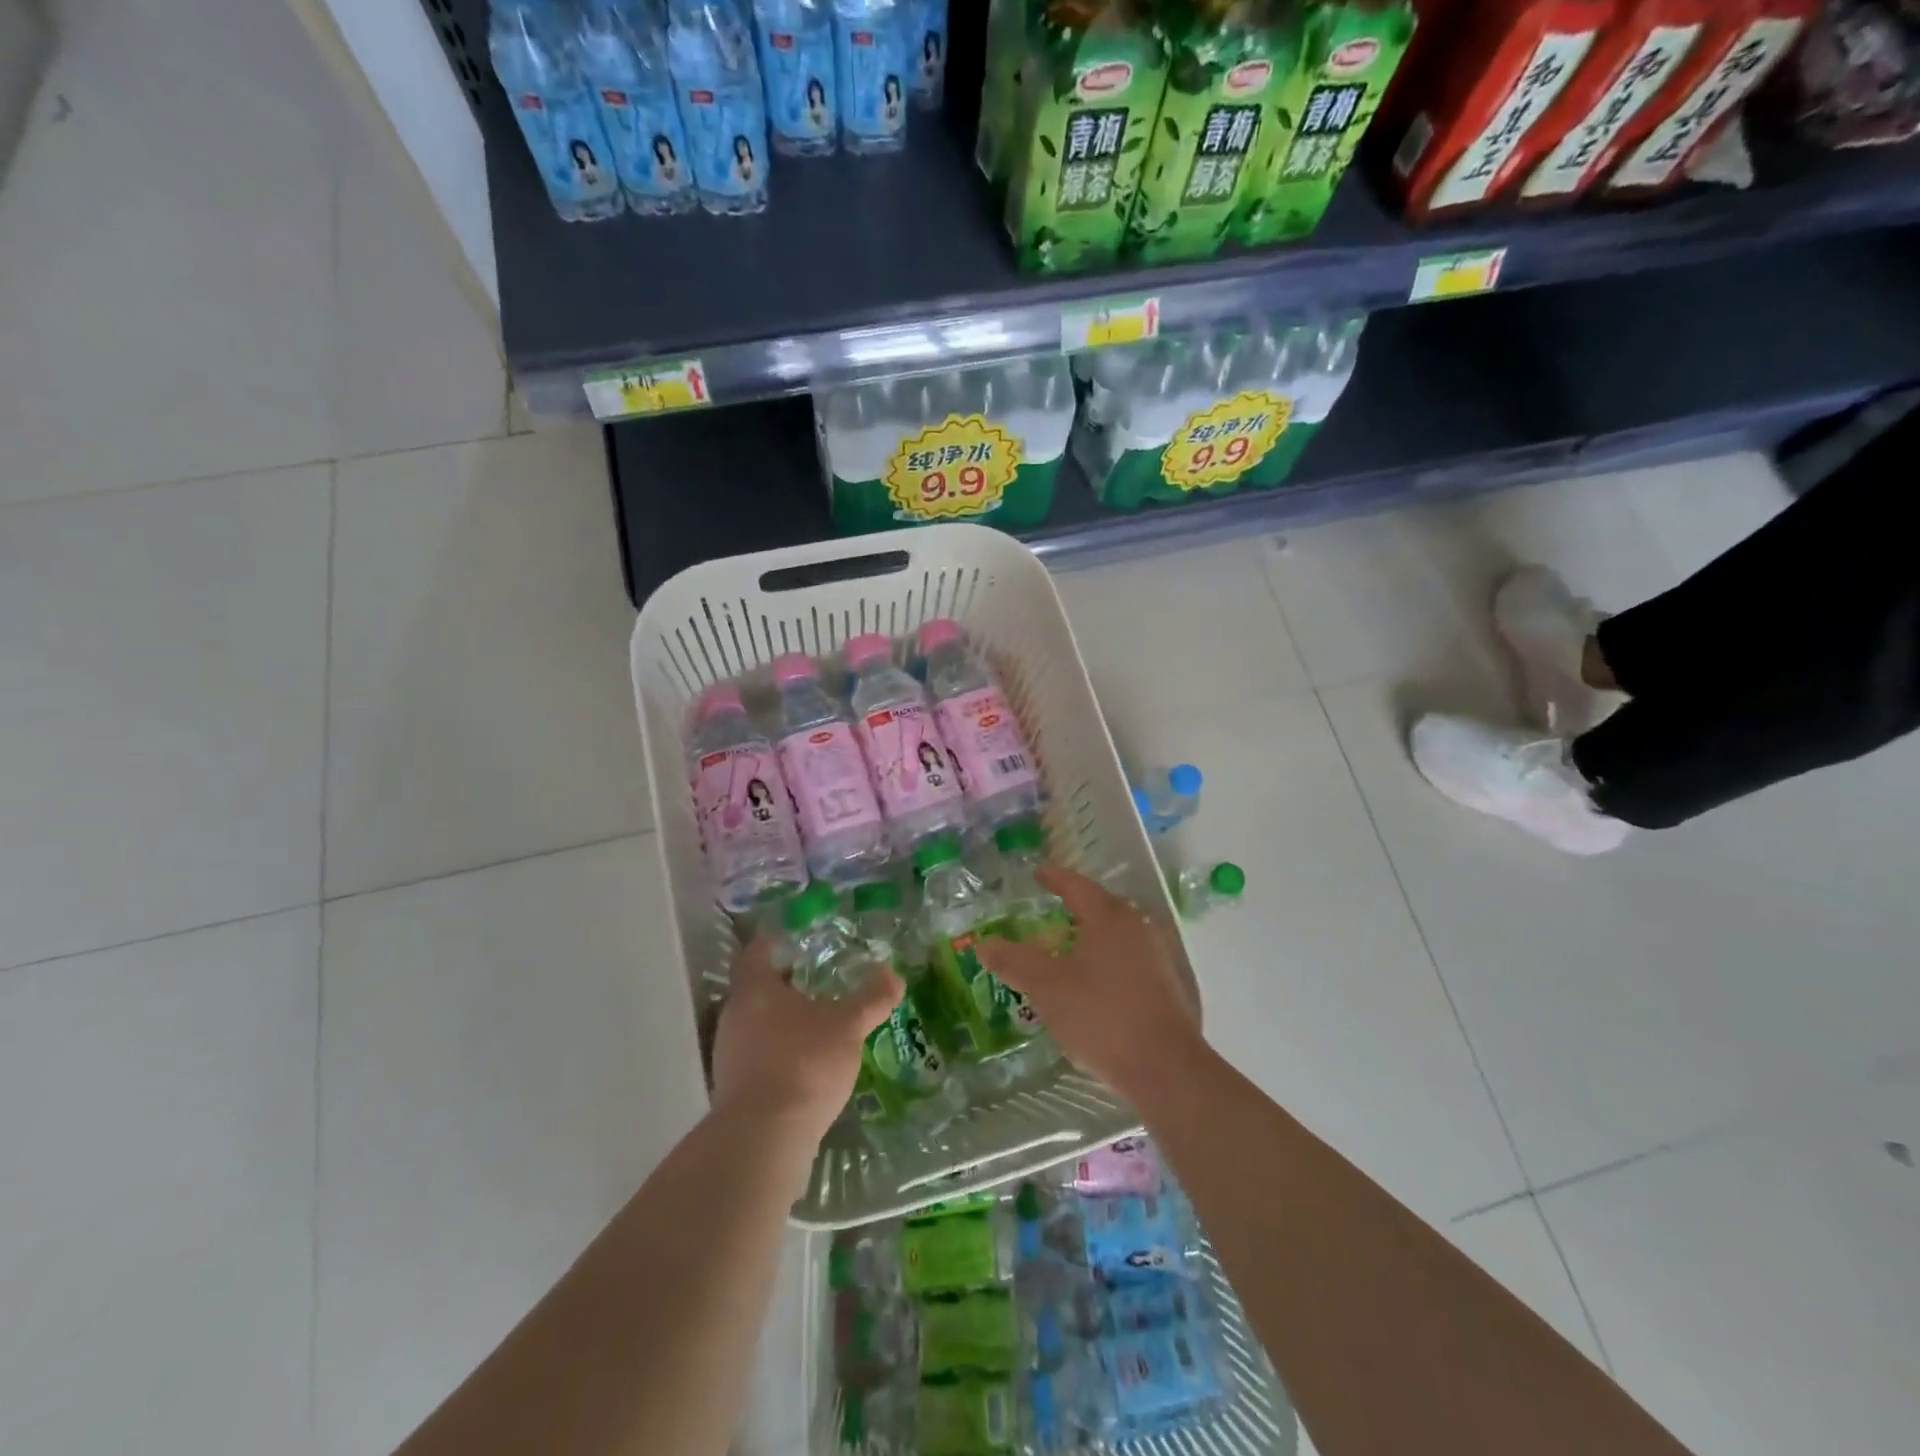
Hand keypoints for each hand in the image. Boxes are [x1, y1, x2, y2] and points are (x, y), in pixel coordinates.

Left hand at [710, 935, 901, 1141]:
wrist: (764, 1137)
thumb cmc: (804, 1063)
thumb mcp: (848, 1026)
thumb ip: (871, 999)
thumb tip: (894, 976)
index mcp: (755, 990)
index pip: (757, 952)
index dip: (776, 944)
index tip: (798, 944)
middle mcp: (734, 1016)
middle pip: (756, 990)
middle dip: (786, 986)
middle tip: (819, 985)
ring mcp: (728, 1054)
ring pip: (756, 1025)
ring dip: (782, 1023)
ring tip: (818, 1027)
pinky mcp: (732, 1089)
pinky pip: (756, 1057)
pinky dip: (779, 1054)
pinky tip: (806, 1067)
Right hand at [977, 867, 1205, 1105]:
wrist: (1166, 1069)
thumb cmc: (1101, 1016)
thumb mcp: (1047, 987)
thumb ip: (1014, 962)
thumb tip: (984, 944)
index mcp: (1109, 917)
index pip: (1076, 886)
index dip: (1054, 878)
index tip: (1038, 873)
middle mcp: (1138, 927)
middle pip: (1102, 907)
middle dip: (1075, 907)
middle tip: (1050, 912)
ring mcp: (1159, 957)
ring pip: (1118, 936)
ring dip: (1093, 937)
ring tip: (1069, 951)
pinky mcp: (1170, 986)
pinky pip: (1132, 960)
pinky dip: (1110, 962)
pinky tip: (1096, 985)